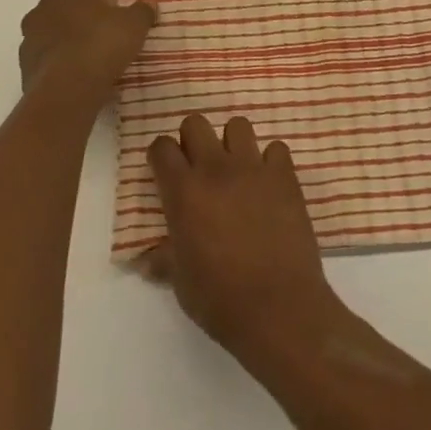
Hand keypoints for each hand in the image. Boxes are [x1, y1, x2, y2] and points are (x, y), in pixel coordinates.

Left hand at [18, 0, 155, 101]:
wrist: (68, 88)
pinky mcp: (24, 69)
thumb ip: (143, 10)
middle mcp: (40, 9)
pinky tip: (83, 81)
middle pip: (72, 14)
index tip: (123, 24)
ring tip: (99, 66)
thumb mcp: (135, 23)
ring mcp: (28, 40)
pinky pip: (51, 64)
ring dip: (75, 48)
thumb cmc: (102, 43)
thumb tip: (149, 4)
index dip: (111, 7)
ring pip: (59, 39)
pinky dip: (65, 69)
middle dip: (89, 26)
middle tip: (112, 43)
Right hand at [145, 115, 347, 366]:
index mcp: (184, 192)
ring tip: (236, 171)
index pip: (161, 147)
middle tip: (198, 168)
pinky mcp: (285, 176)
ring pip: (238, 125)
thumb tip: (145, 259)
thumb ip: (164, 258)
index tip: (164, 172)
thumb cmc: (220, 299)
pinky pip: (276, 148)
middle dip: (193, 140)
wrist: (277, 306)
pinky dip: (271, 161)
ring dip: (233, 143)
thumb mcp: (180, 281)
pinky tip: (269, 185)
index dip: (160, 156)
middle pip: (196, 123)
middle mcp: (216, 169)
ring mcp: (254, 168)